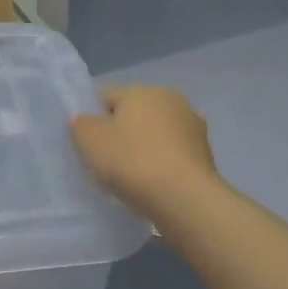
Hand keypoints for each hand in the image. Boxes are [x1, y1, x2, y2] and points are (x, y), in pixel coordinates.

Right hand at [71, 85, 222, 220]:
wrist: (184, 198)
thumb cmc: (131, 160)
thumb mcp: (89, 140)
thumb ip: (81, 124)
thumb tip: (85, 119)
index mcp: (140, 90)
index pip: (106, 97)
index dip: (93, 118)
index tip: (89, 144)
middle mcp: (170, 99)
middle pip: (135, 113)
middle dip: (123, 131)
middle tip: (109, 159)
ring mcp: (193, 125)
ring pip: (156, 132)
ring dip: (146, 146)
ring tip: (132, 175)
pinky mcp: (206, 152)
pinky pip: (173, 153)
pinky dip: (163, 162)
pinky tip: (154, 183)